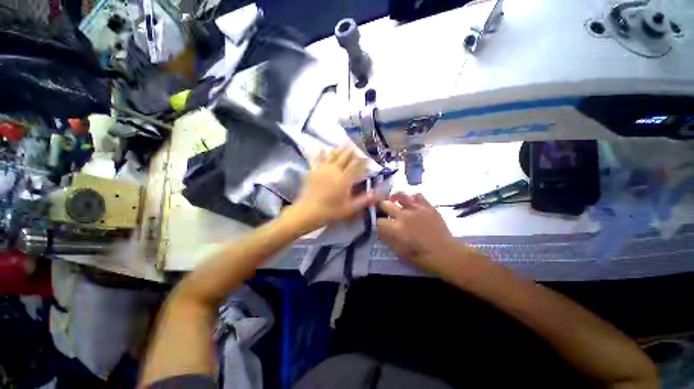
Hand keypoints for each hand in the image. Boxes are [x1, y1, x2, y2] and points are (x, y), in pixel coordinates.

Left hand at [288, 145, 377, 232]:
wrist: (307, 211)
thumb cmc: (330, 211)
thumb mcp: (349, 208)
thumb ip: (362, 200)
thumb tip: (375, 193)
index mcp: (344, 179)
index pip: (356, 166)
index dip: (363, 161)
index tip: (368, 159)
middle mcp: (334, 170)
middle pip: (345, 157)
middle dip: (351, 151)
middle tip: (356, 146)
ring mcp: (322, 169)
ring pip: (332, 155)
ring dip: (339, 149)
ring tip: (344, 143)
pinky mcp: (313, 171)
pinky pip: (317, 159)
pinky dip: (320, 153)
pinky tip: (322, 149)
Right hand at [377, 193, 461, 272]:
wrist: (446, 254)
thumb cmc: (421, 257)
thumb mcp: (400, 252)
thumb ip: (388, 239)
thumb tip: (381, 232)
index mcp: (395, 229)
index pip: (378, 221)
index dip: (376, 223)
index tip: (379, 225)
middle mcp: (403, 216)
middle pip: (385, 205)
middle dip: (381, 206)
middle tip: (382, 208)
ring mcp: (416, 209)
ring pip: (400, 195)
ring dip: (395, 198)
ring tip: (394, 200)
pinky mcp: (428, 206)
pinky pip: (418, 195)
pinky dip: (412, 198)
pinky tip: (412, 202)